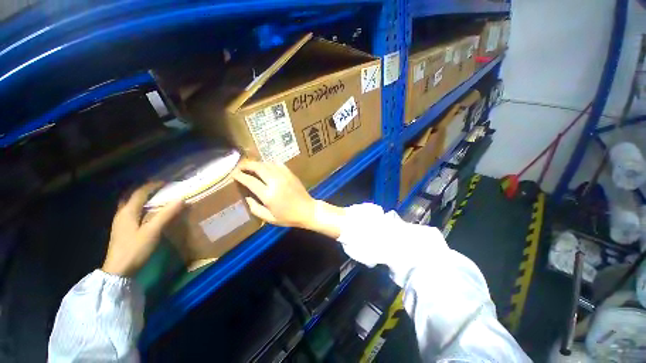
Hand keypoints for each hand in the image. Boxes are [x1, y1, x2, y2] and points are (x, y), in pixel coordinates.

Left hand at [102, 183, 183, 276]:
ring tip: (155, 197)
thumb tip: (181, 199)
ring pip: (129, 204)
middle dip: (144, 189)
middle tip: (159, 187)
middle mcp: (122, 213)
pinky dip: (139, 206)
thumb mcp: (153, 231)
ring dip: (141, 197)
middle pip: (131, 196)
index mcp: (128, 211)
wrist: (119, 270)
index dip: (153, 185)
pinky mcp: (122, 229)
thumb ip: (166, 214)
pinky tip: (146, 212)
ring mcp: (120, 222)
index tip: (167, 182)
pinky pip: (131, 211)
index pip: (140, 192)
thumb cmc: (135, 248)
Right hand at [233, 161, 315, 227]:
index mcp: (269, 195)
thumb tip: (247, 197)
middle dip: (247, 165)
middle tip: (240, 166)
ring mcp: (284, 176)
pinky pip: (278, 164)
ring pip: (268, 164)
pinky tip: (267, 166)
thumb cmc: (288, 217)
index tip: (234, 174)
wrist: (307, 210)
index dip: (240, 176)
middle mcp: (276, 182)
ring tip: (252, 166)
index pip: (251, 181)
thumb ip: (255, 208)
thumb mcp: (269, 218)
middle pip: (259, 168)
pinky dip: (270, 163)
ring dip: (258, 163)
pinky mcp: (291, 174)